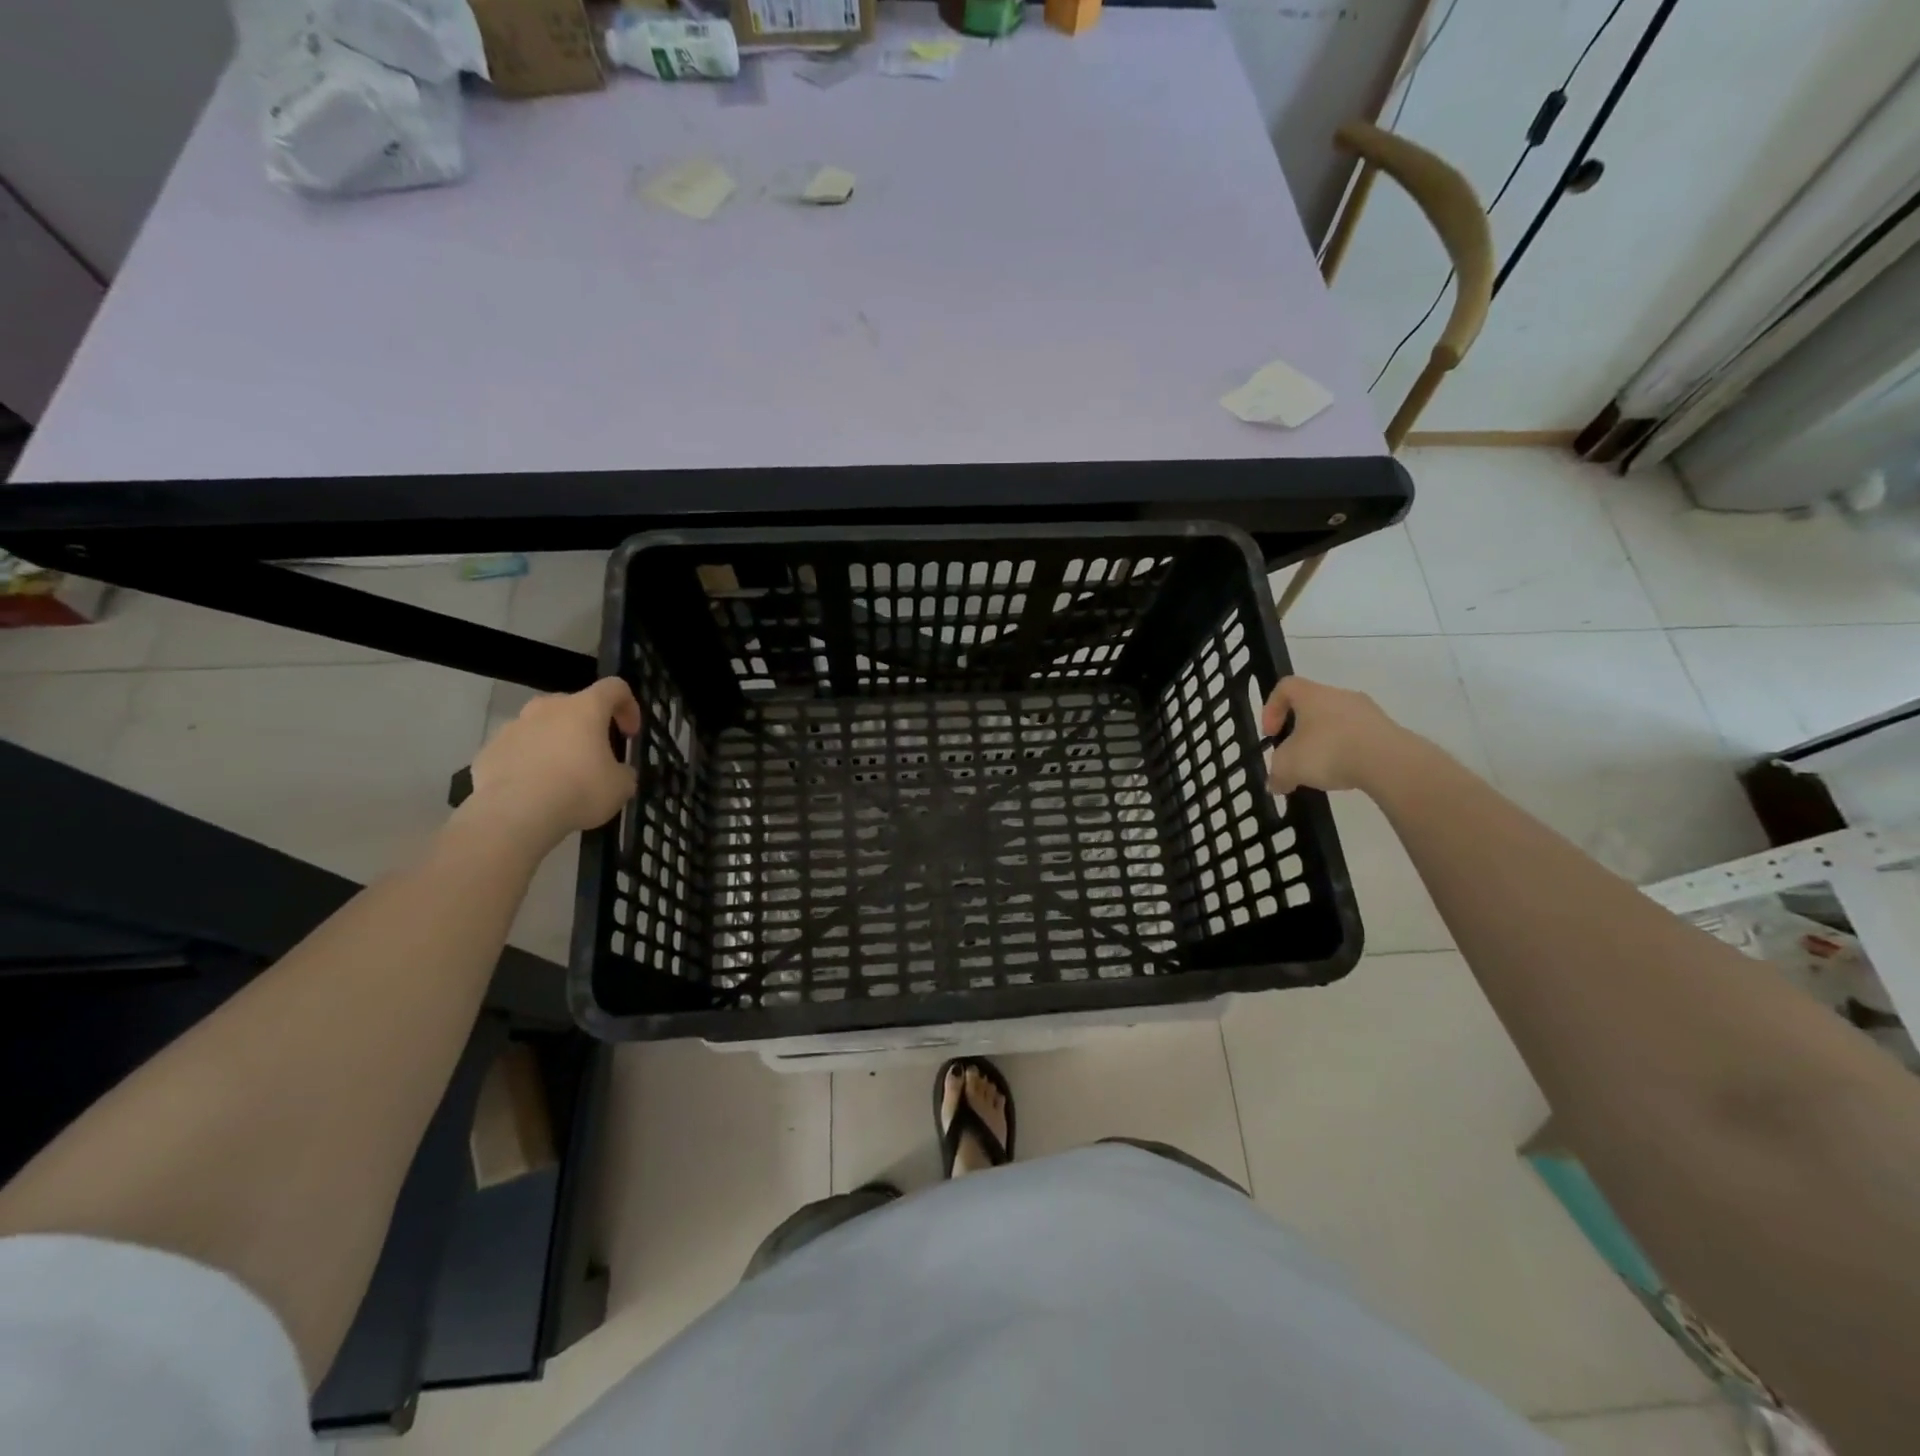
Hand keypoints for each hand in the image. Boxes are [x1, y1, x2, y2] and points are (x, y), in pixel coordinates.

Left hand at [464, 678, 641, 848]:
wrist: (515, 814)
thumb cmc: (579, 791)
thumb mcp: (621, 786)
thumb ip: (623, 771)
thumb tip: (617, 771)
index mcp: (585, 709)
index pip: (614, 688)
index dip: (628, 706)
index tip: (629, 733)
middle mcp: (547, 708)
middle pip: (573, 705)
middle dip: (586, 726)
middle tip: (594, 755)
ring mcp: (513, 727)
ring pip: (541, 726)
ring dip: (555, 743)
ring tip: (560, 776)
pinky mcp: (489, 750)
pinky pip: (516, 750)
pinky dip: (528, 762)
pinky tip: (533, 790)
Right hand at [1261, 675, 1422, 794]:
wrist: (1388, 762)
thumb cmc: (1328, 751)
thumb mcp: (1288, 766)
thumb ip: (1276, 774)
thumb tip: (1275, 784)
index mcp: (1312, 694)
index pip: (1285, 687)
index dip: (1271, 708)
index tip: (1271, 734)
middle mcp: (1340, 695)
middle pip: (1312, 706)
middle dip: (1299, 731)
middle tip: (1295, 755)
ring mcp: (1367, 711)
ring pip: (1336, 722)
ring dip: (1325, 742)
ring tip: (1322, 769)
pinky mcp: (1387, 730)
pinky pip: (1358, 737)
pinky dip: (1347, 752)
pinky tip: (1346, 772)